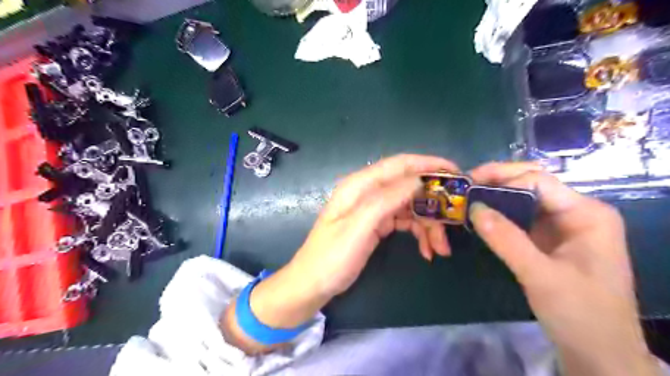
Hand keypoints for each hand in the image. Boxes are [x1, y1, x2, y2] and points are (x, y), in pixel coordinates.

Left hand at [292, 155, 454, 297]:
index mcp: (360, 185)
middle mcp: (368, 191)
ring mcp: (373, 208)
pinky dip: (419, 232)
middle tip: (453, 224)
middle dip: (433, 204)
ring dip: (429, 224)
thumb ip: (386, 200)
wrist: (313, 284)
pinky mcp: (377, 223)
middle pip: (409, 186)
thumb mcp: (358, 228)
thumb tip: (418, 180)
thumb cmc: (332, 257)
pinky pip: (404, 221)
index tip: (458, 173)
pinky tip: (427, 250)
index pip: (400, 164)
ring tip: (440, 248)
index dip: (429, 165)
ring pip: (410, 206)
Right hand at [470, 162, 657, 375]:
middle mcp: (576, 212)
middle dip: (497, 182)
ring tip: (468, 199)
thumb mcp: (540, 275)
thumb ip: (506, 239)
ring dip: (495, 197)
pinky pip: (521, 218)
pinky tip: (481, 217)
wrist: (598, 352)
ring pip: (524, 200)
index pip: (538, 181)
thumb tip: (473, 208)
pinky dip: (500, 215)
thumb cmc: (580, 314)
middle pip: (531, 185)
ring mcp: (562, 226)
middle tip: (466, 187)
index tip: (469, 186)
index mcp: (586, 214)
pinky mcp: (549, 240)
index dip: (502, 179)